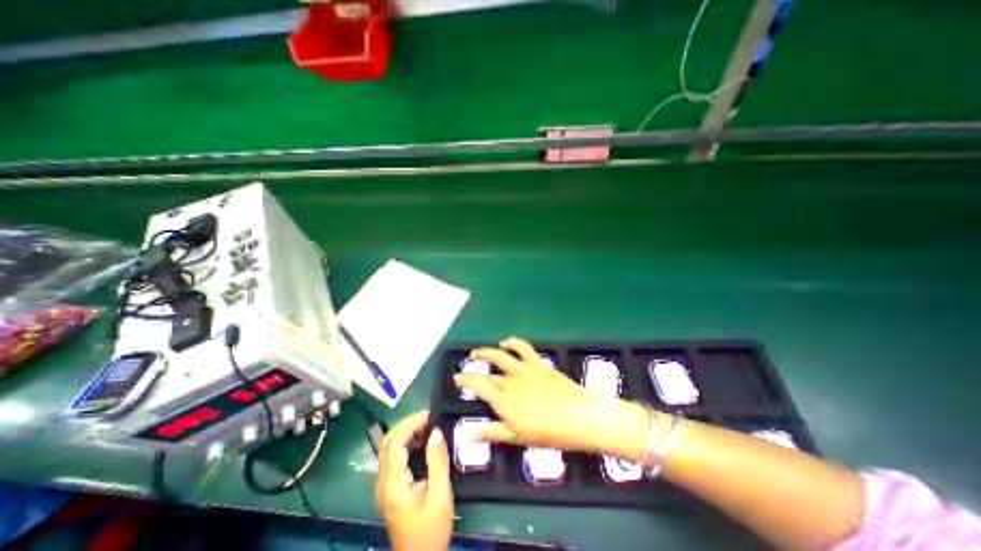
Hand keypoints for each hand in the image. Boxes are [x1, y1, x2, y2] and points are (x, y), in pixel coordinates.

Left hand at [376, 412, 455, 549]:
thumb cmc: (432, 531)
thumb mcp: (440, 496)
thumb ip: (438, 462)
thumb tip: (436, 432)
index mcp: (394, 485)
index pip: (394, 443)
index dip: (410, 424)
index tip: (430, 416)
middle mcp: (383, 483)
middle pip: (388, 442)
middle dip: (407, 424)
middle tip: (429, 417)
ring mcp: (383, 486)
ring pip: (388, 448)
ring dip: (406, 432)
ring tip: (427, 425)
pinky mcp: (388, 488)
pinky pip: (393, 457)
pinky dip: (406, 443)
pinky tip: (422, 441)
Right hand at [453, 336, 649, 461]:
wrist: (580, 417)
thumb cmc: (549, 433)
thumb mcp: (518, 437)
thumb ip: (491, 432)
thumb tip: (465, 435)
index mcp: (505, 401)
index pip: (479, 386)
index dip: (465, 380)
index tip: (457, 378)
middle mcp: (511, 381)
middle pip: (489, 374)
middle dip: (474, 371)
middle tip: (466, 369)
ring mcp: (524, 370)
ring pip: (500, 355)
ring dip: (487, 352)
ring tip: (477, 352)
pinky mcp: (538, 363)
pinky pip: (523, 348)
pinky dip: (513, 342)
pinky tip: (507, 341)